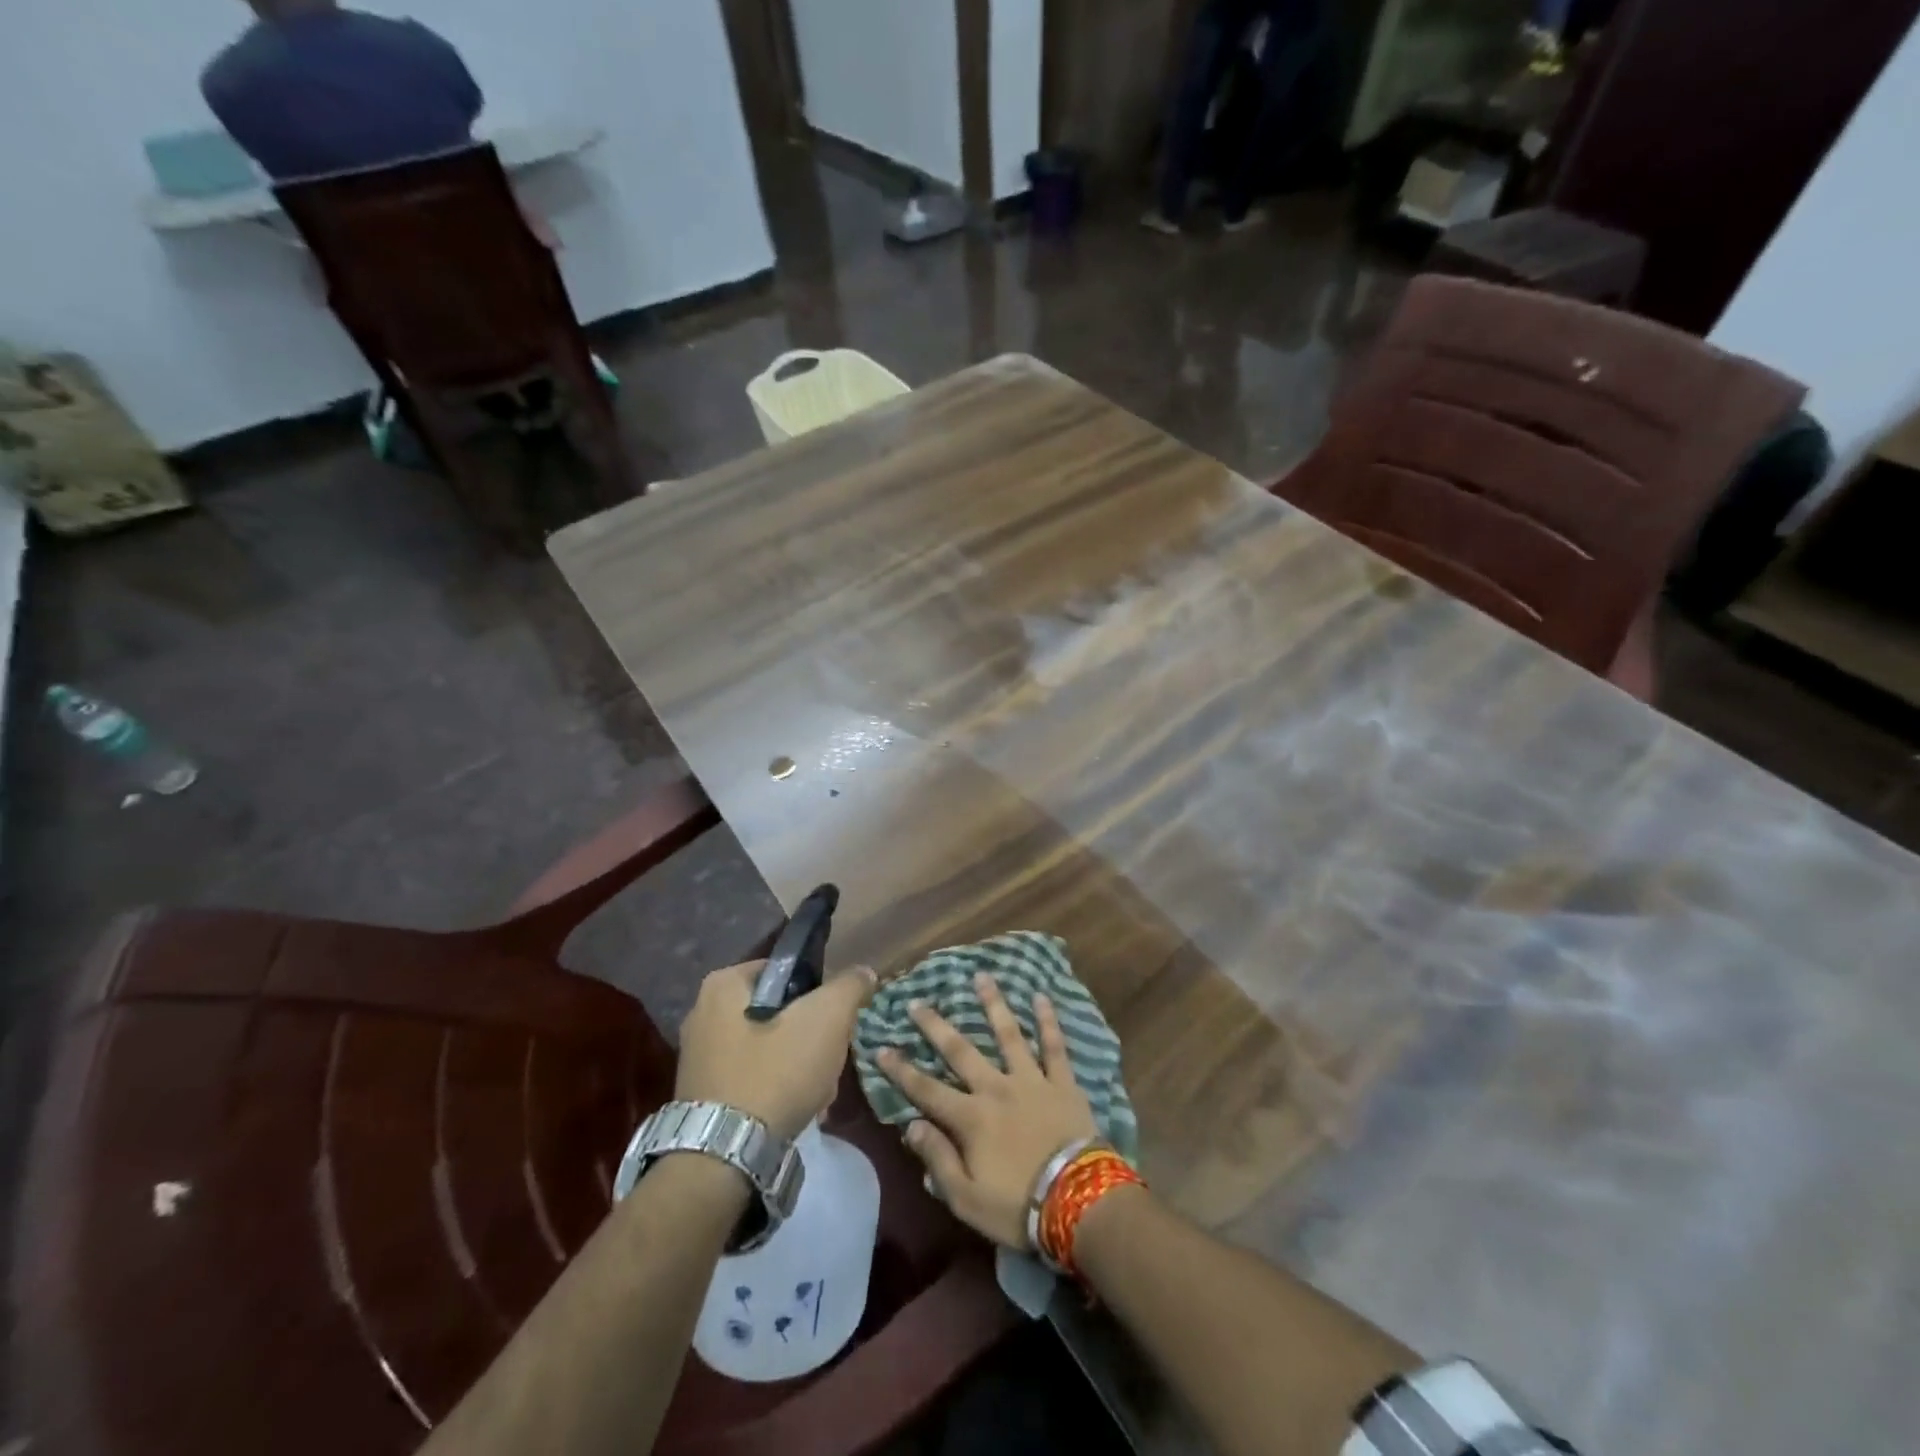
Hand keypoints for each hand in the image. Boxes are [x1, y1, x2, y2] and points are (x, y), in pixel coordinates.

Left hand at [675, 960, 875, 1141]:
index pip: (786, 971)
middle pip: (780, 1012)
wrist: (724, 1157)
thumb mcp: (827, 1018)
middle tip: (829, 1061)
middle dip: (810, 1038)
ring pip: (769, 1047)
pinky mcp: (701, 1094)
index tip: (835, 1022)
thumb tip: (864, 972)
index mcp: (724, 984)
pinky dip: (775, 1089)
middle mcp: (702, 1013)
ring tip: (818, 1093)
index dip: (818, 994)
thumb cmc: (775, 1072)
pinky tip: (796, 1111)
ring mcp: (699, 1057)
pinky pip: (751, 1077)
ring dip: (798, 1067)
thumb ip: (849, 987)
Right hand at [878, 973, 1098, 1247]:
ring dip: (993, 1004)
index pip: (926, 1090)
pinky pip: (1054, 1046)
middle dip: (936, 1026)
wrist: (1080, 1201)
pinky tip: (1041, 997)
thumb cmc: (1018, 1207)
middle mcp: (996, 1088)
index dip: (901, 1070)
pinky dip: (1047, 1020)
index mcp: (971, 1118)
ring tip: (981, 977)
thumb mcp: (966, 1198)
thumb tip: (911, 1125)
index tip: (881, 1047)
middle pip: (961, 1051)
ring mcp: (1031, 1081)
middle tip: (918, 1001)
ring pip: (1008, 1034)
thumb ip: (937, 1159)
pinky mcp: (1063, 1083)